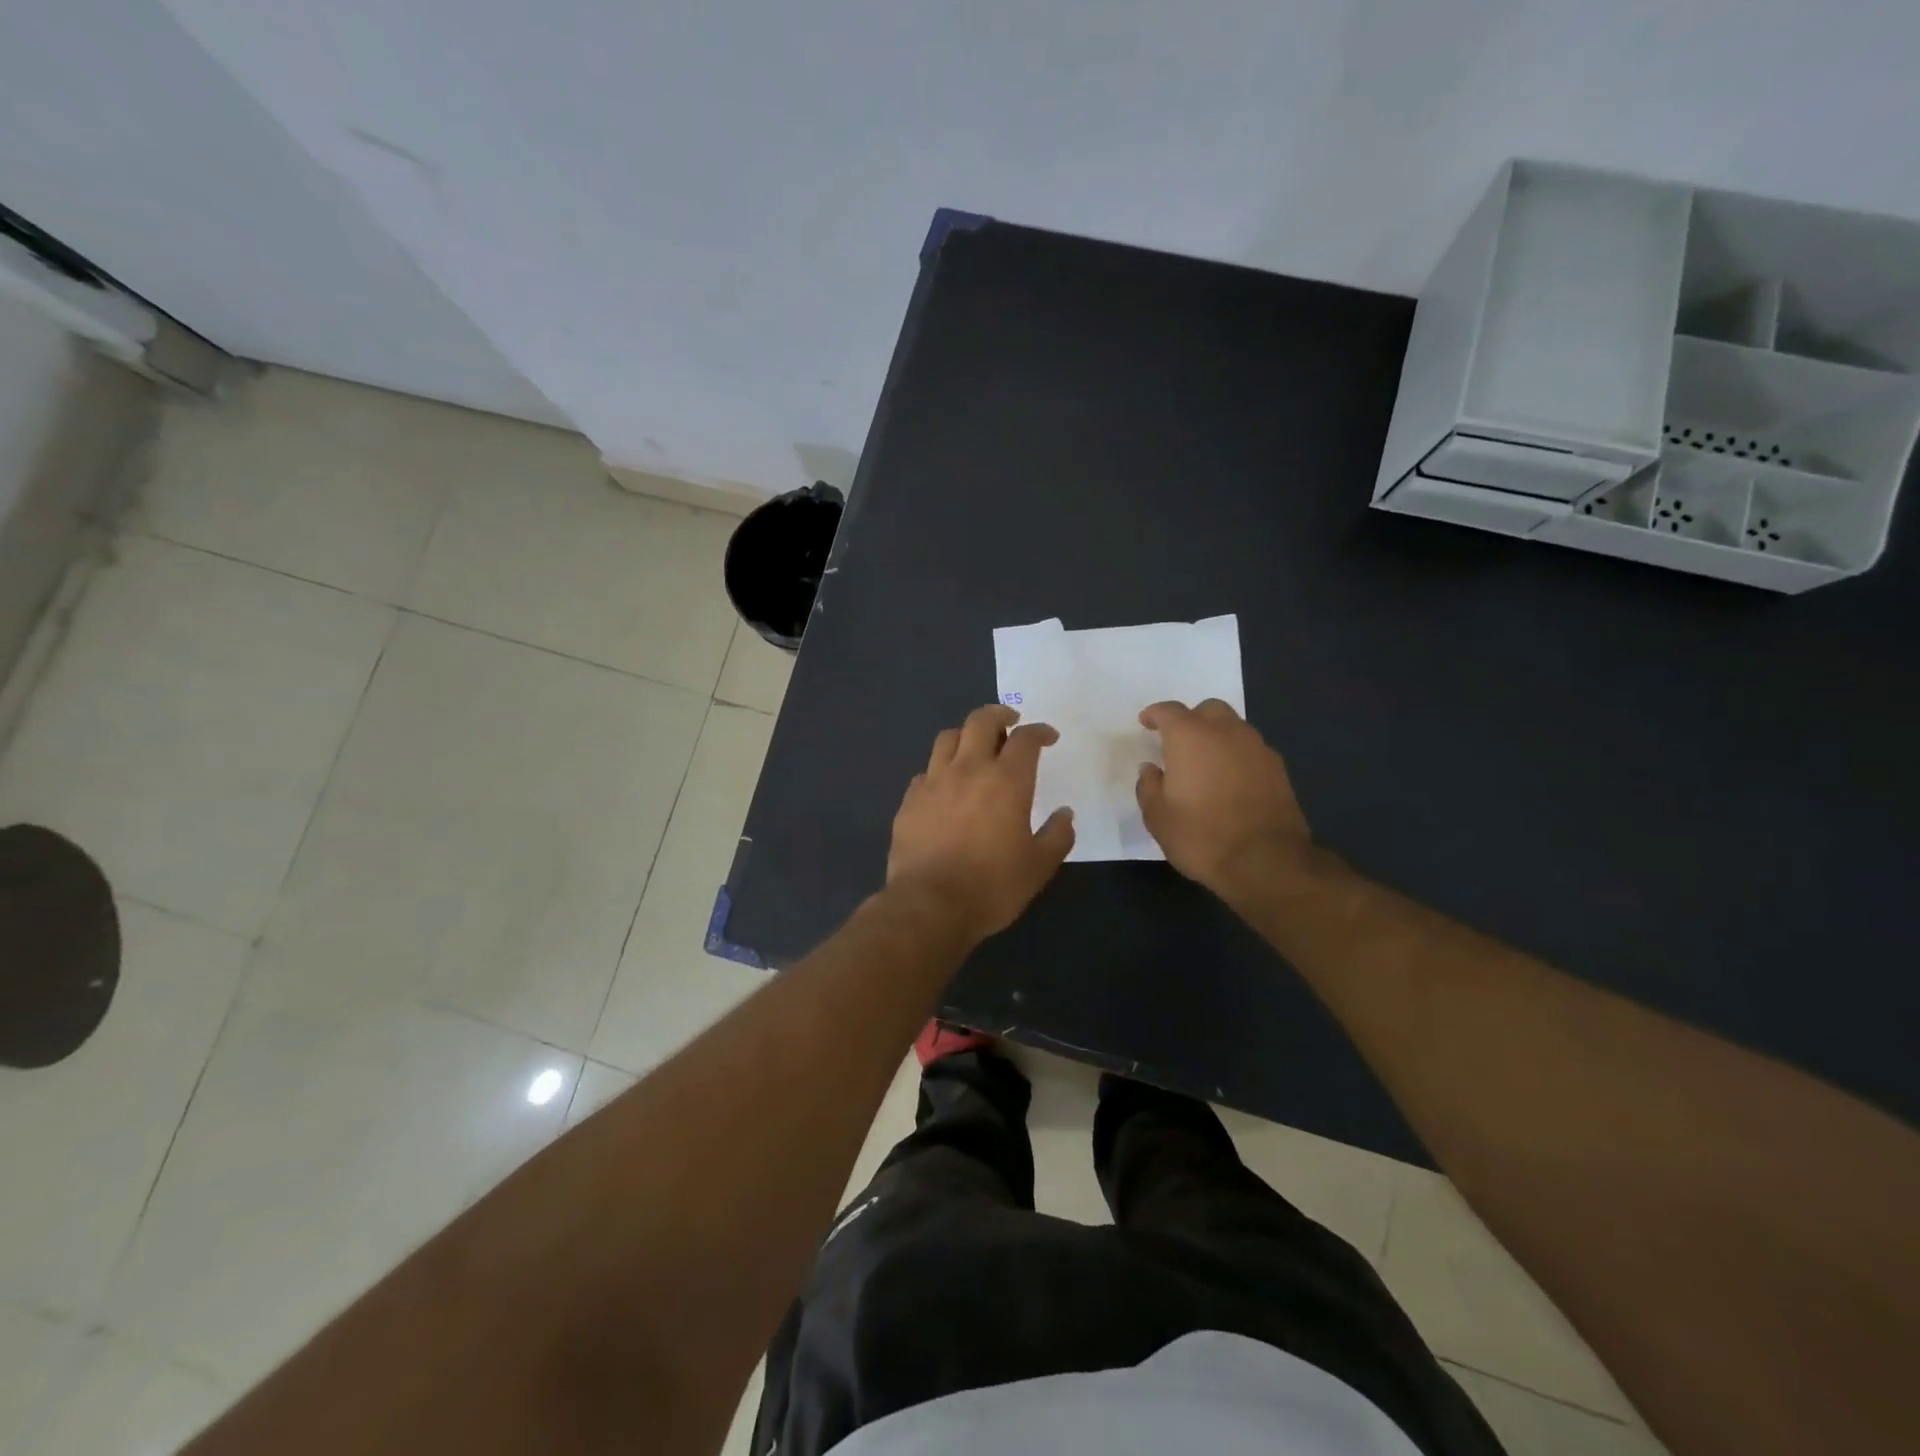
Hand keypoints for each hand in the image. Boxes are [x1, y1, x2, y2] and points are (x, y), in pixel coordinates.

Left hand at [888, 704, 1075, 940]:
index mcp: (1006, 781)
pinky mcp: (909, 800)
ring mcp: (934, 782)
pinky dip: (940, 769)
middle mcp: (968, 770)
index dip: (1039, 731)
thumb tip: (1065, 814)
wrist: (929, 906)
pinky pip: (926, 771)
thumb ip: (1057, 836)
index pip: (1025, 739)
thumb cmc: (992, 887)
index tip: (1048, 736)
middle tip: (1010, 724)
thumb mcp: (1038, 867)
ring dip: (966, 735)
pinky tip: (946, 786)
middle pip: (981, 721)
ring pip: (948, 737)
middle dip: (999, 715)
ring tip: (975, 748)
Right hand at [1135, 699, 1313, 898]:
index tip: (1146, 723)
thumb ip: (1149, 786)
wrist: (1266, 862)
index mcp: (1190, 737)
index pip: (1169, 711)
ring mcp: (1257, 748)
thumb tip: (1151, 769)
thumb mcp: (1158, 817)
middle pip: (1208, 709)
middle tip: (1178, 742)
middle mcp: (1226, 732)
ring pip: (1234, 727)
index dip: (1155, 714)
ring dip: (1217, 736)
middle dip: (1191, 719)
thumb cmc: (1201, 837)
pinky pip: (1251, 749)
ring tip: (1206, 762)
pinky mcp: (1278, 769)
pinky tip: (1231, 780)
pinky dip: (1237, 755)